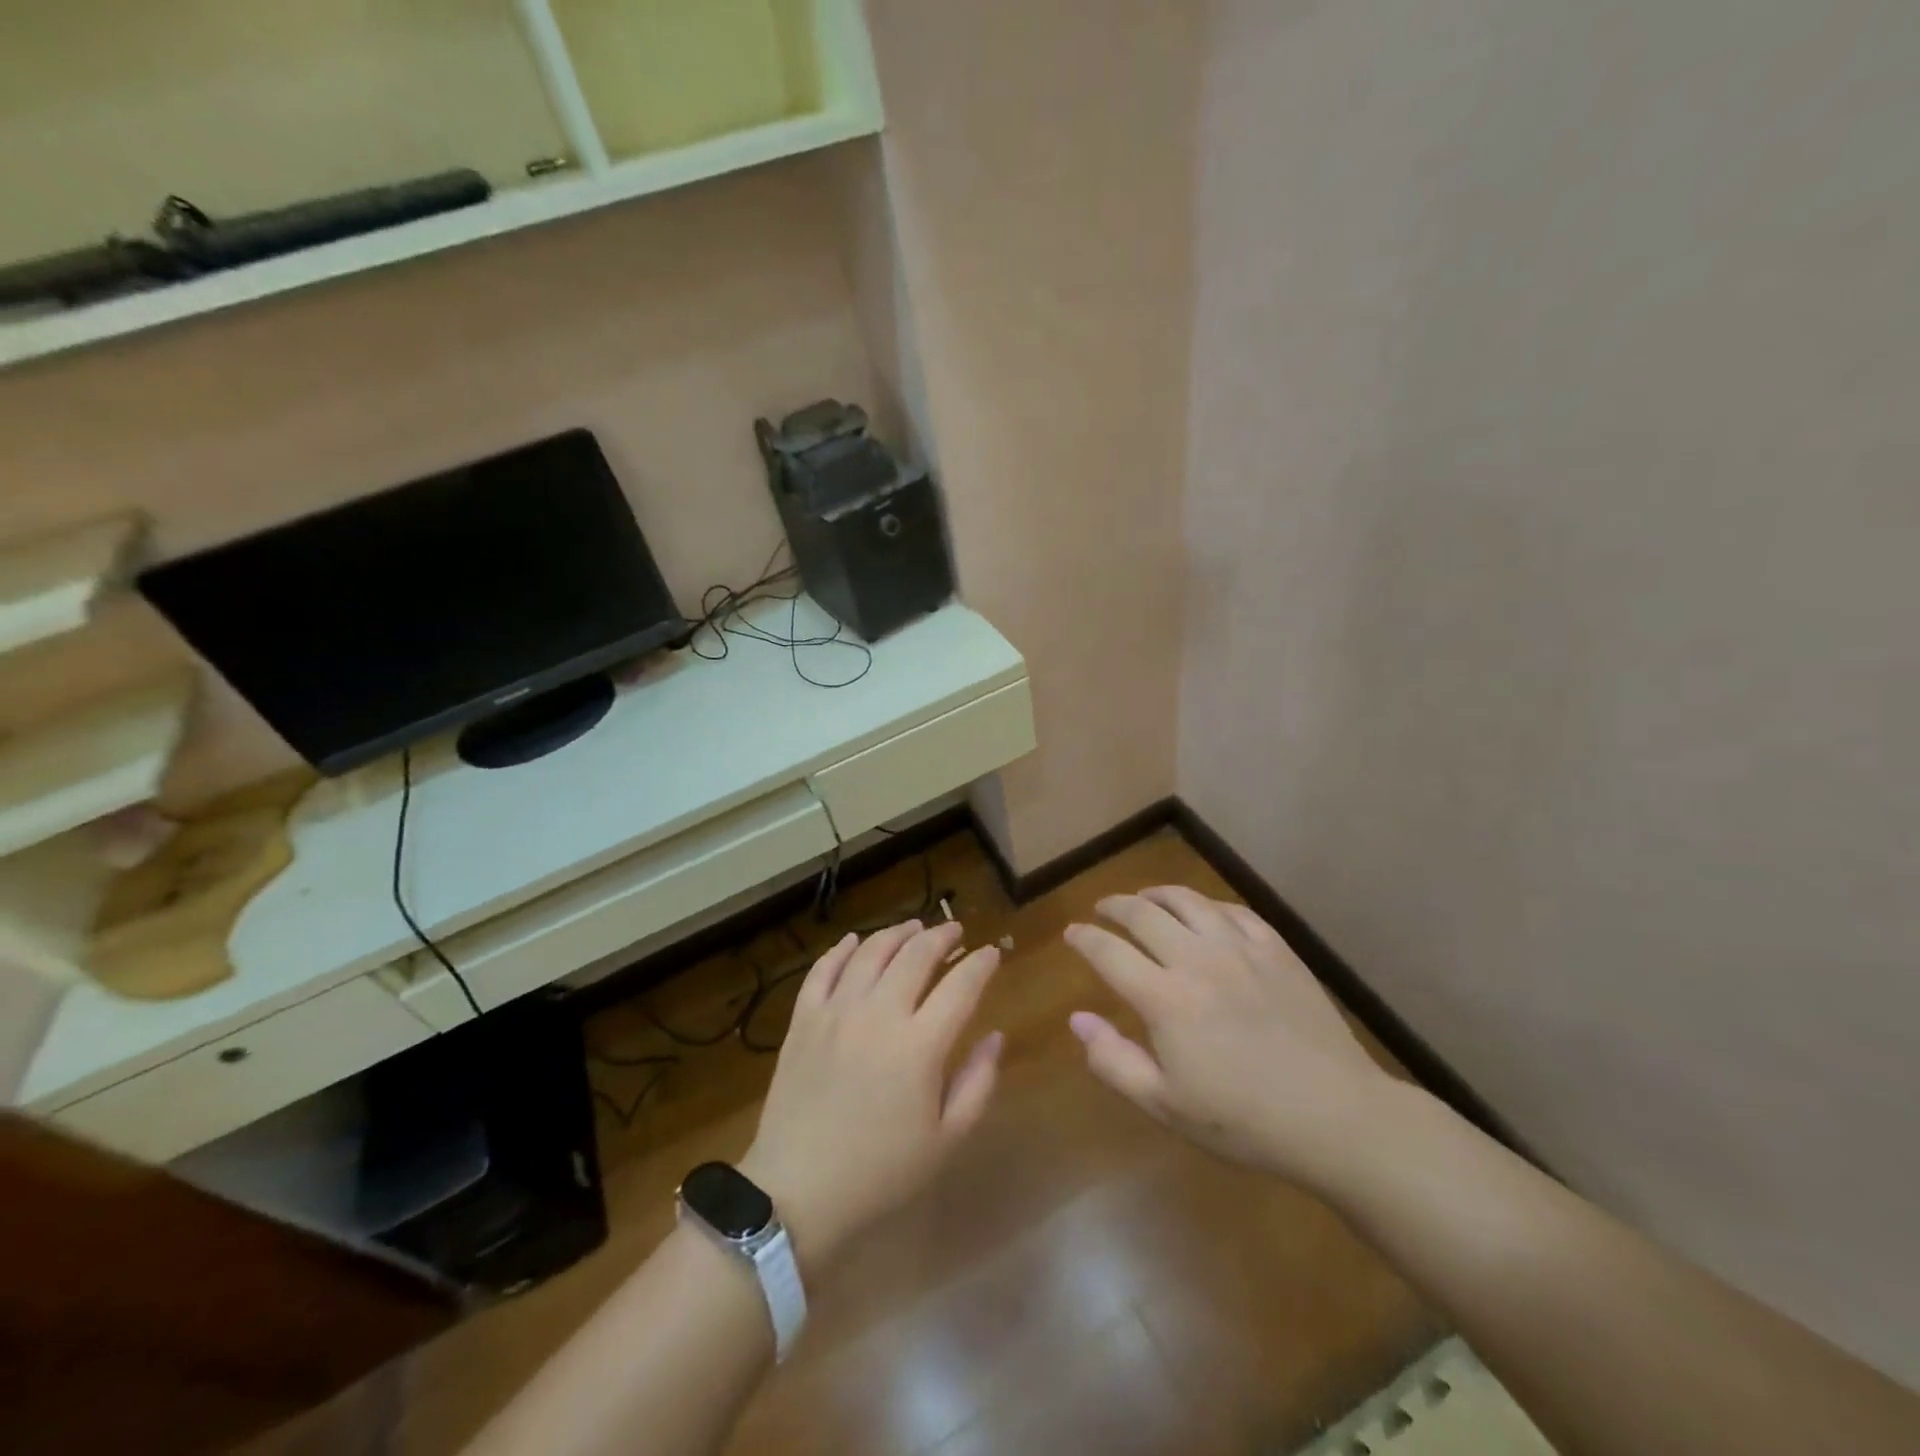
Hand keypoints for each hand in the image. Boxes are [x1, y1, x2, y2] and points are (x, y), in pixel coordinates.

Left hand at [739, 920, 1002, 1272]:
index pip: (960, 986)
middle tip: (955, 932)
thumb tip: (996, 1036)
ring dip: (897, 933)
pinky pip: (823, 969)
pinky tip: (855, 941)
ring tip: (913, 927)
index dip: (981, 963)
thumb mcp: (945, 1140)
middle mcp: (878, 1014)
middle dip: (941, 936)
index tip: (992, 952)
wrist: (796, 1193)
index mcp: (919, 1046)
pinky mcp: (803, 1019)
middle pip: (916, 955)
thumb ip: (978, 1083)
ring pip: (871, 951)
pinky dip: (842, 949)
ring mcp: (836, 1012)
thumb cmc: (880, 1173)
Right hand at [1064, 887, 1397, 1193]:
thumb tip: (1077, 1019)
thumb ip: (1113, 1060)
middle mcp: (1197, 960)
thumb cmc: (1244, 1120)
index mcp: (1165, 998)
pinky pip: (1232, 911)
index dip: (1084, 938)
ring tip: (1145, 898)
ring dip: (1157, 894)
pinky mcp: (1276, 949)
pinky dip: (1206, 905)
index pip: (1109, 952)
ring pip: (1188, 901)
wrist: (1336, 1117)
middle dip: (1115, 906)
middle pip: (1143, 914)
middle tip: (1102, 909)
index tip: (1072, 933)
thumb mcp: (1166, 1105)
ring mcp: (1241, 949)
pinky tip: (1203, 913)